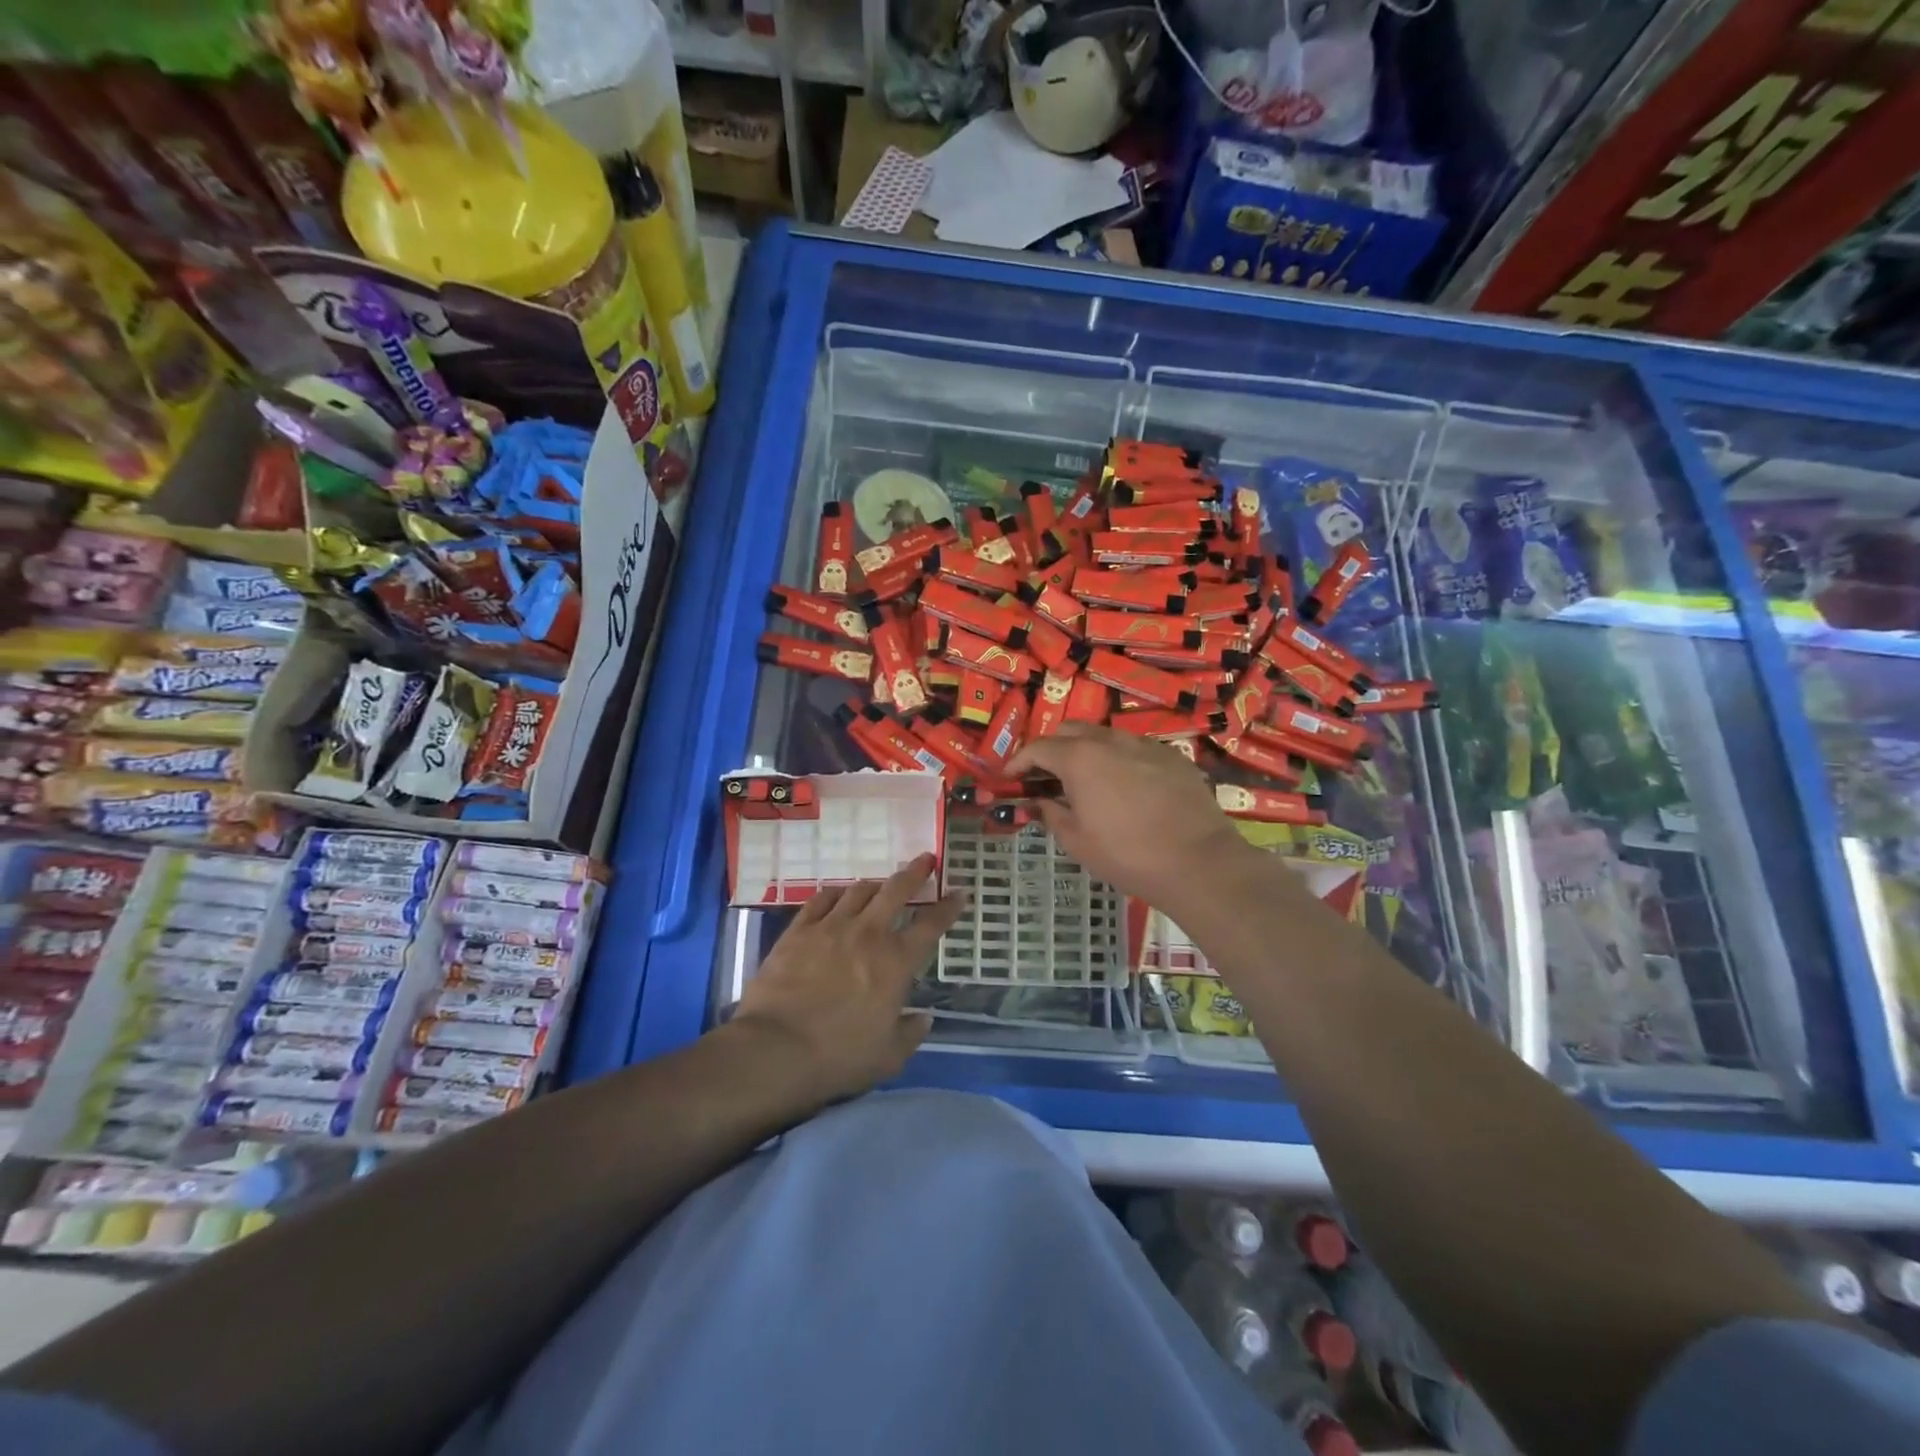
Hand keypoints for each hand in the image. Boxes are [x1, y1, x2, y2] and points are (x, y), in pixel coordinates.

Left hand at [730, 853, 964, 1107]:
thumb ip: (910, 1033)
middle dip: (915, 872)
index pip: (930, 925)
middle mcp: (868, 934)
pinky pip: (821, 899)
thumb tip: (923, 1017)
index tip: (958, 893)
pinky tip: (838, 894)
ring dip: (875, 884)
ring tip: (879, 884)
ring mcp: (831, 927)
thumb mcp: (888, 1057)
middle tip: (925, 859)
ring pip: (859, 890)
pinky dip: (835, 893)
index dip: (948, 907)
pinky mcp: (798, 930)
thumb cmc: (839, 1056)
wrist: (776, 1049)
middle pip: (896, 890)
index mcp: (896, 962)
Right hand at [1008, 725, 1254, 910]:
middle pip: (1071, 730)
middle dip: (1053, 749)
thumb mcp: (1077, 841)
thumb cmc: (1127, 854)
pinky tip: (1127, 789)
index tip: (1010, 777)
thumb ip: (1051, 814)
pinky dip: (1120, 760)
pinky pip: (1135, 749)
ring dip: (1088, 752)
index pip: (1038, 748)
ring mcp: (1145, 744)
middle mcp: (1111, 740)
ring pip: (1106, 736)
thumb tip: (1040, 802)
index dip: (1019, 761)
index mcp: (1080, 758)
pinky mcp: (1173, 756)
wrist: (1198, 861)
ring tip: (1088, 782)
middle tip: (1048, 778)